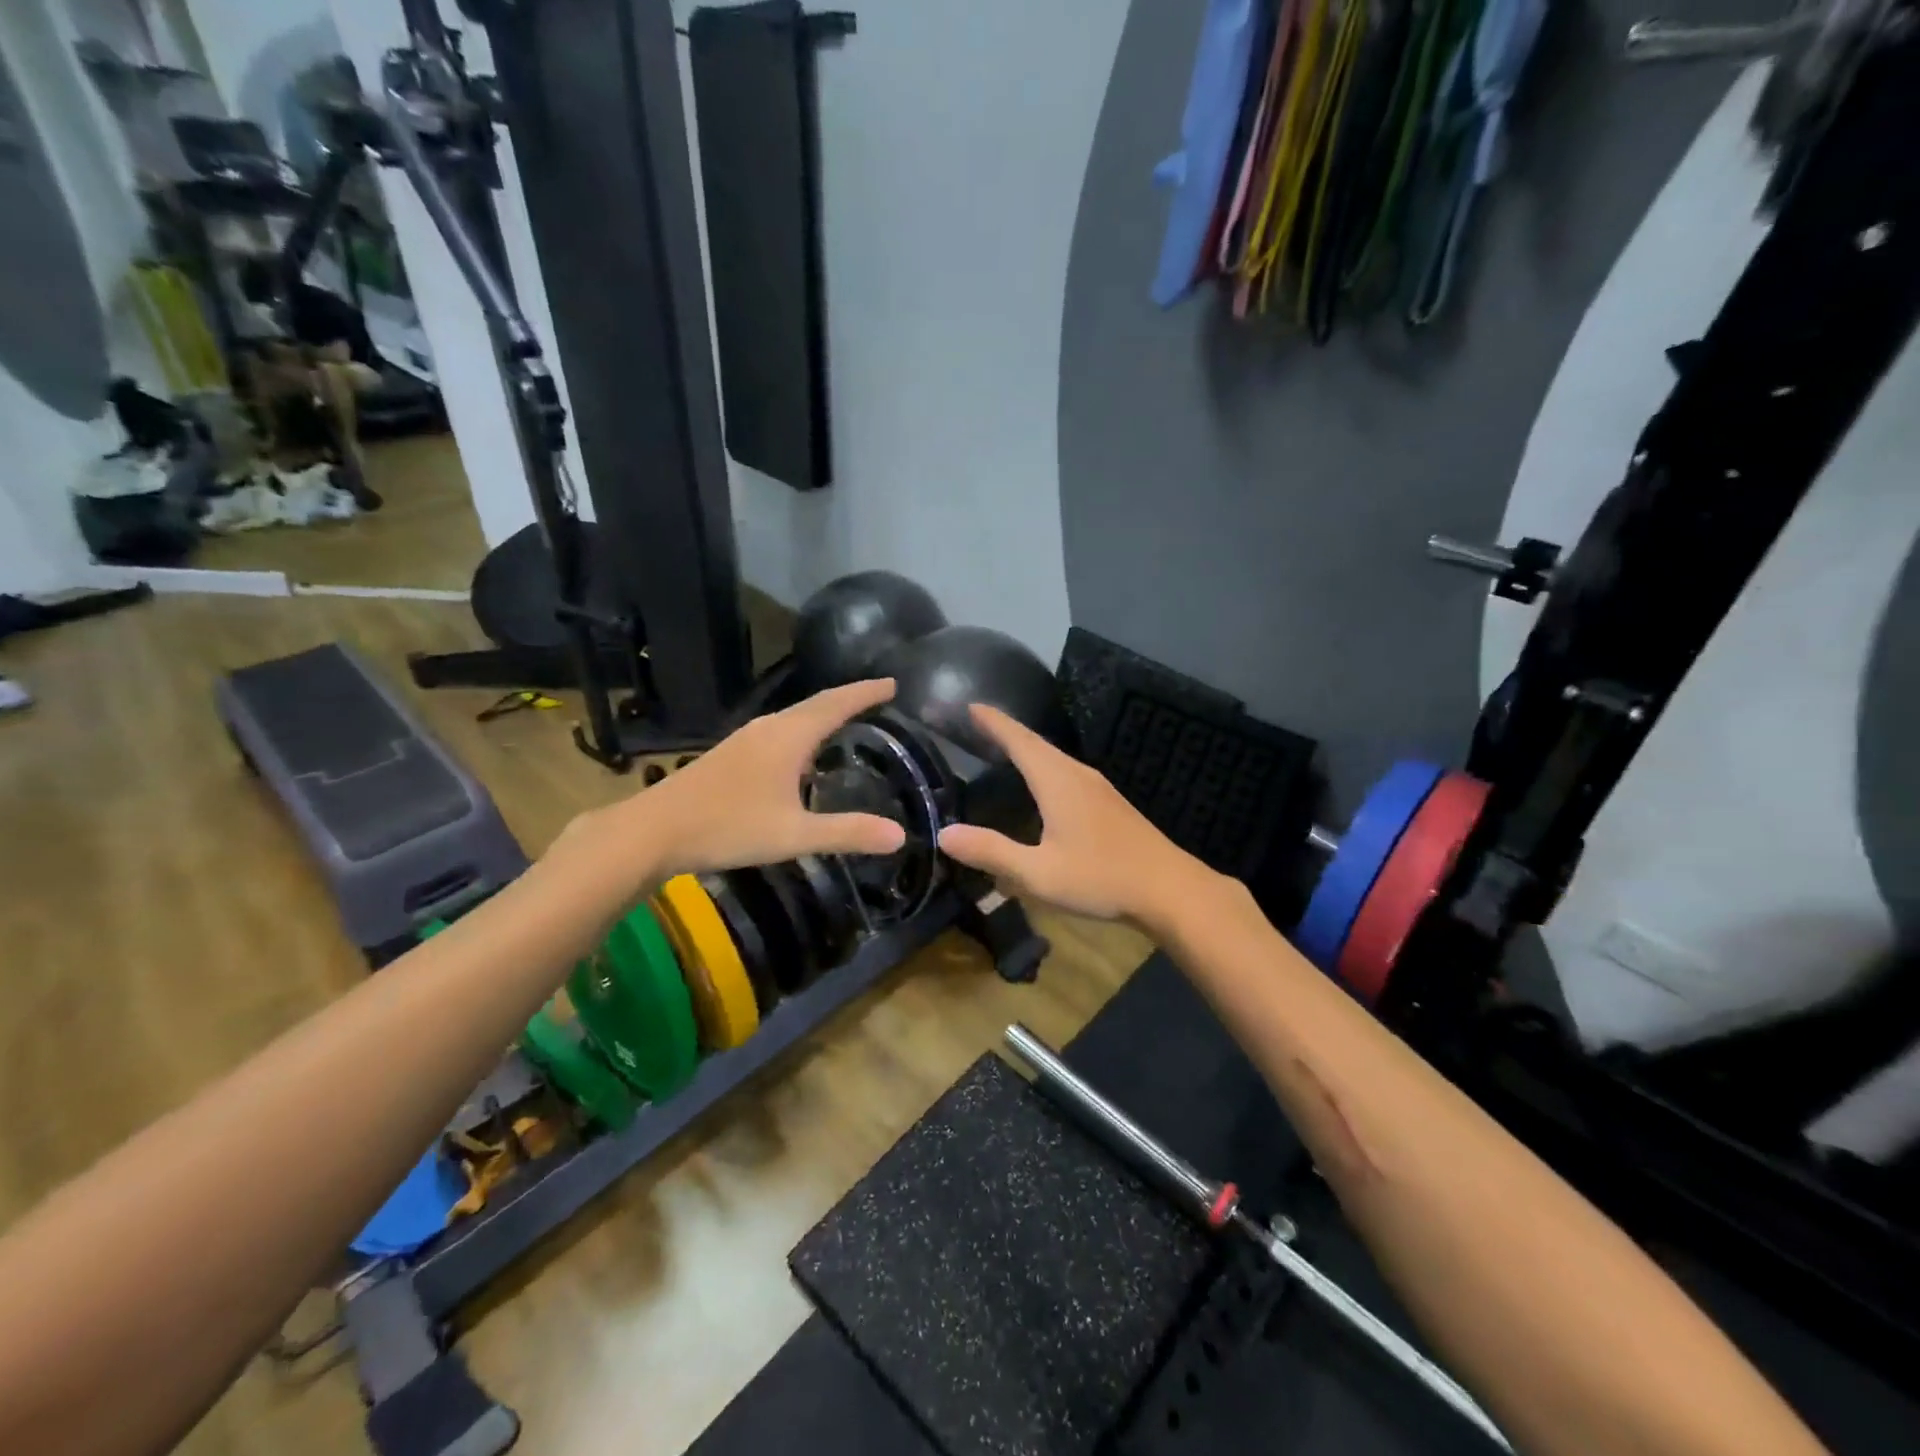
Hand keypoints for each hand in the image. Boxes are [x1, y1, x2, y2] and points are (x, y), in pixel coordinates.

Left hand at [592, 680, 908, 883]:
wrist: (652, 831)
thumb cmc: (727, 827)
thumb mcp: (794, 835)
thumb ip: (847, 833)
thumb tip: (900, 836)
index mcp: (788, 737)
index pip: (836, 704)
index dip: (866, 693)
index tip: (894, 684)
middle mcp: (769, 728)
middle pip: (816, 704)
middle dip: (850, 698)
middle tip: (880, 696)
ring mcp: (746, 739)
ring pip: (796, 716)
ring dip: (825, 712)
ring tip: (850, 719)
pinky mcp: (732, 753)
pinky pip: (780, 730)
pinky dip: (804, 729)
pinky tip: (803, 752)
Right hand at [936, 705, 1212, 926]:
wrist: (1169, 889)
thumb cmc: (1101, 878)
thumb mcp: (1039, 873)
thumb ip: (992, 852)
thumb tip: (944, 834)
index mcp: (1058, 781)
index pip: (1019, 740)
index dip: (994, 723)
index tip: (970, 706)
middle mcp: (1078, 775)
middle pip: (1037, 744)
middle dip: (1006, 731)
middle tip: (978, 723)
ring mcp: (1098, 788)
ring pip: (1054, 758)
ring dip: (1027, 748)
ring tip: (1003, 748)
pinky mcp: (1109, 804)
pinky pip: (1066, 772)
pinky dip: (1044, 766)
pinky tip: (1042, 785)